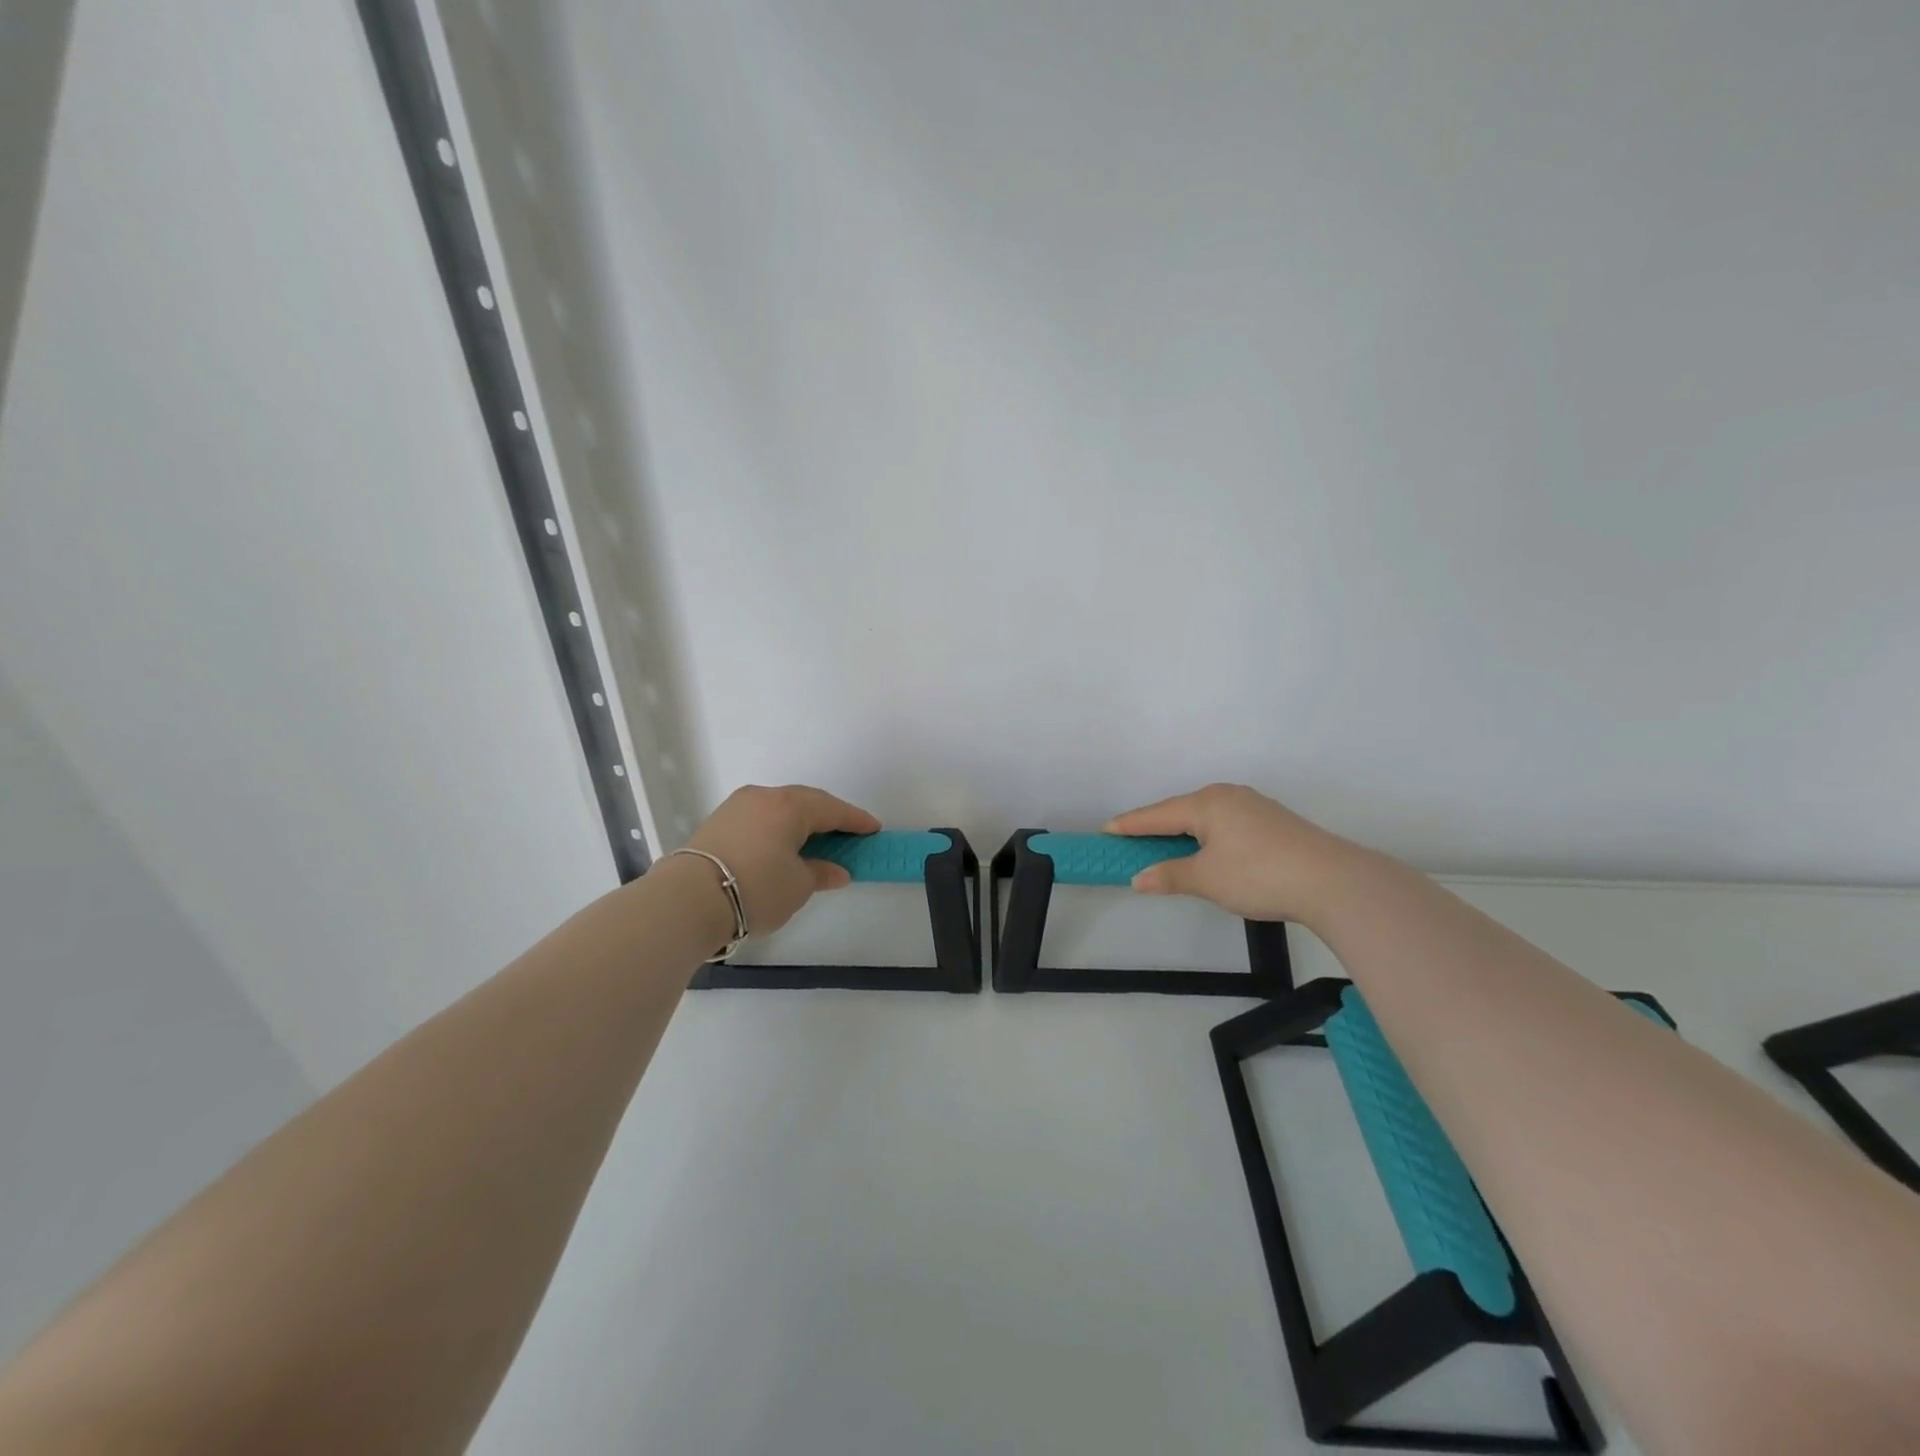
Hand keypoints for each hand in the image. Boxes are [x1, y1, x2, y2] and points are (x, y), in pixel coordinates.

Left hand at [684, 784, 880, 937]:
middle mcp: (764, 797)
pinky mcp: (718, 822)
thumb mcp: (797, 886)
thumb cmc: (756, 888)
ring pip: (779, 808)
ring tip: (815, 841)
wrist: (688, 899)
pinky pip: (760, 818)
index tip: (874, 829)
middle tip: (847, 835)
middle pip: (806, 803)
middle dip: (829, 818)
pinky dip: (777, 828)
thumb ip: (821, 873)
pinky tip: (782, 846)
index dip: (856, 820)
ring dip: (800, 823)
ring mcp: (737, 806)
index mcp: (791, 806)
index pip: (833, 810)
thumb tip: (836, 870)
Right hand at [1104, 783, 1364, 926]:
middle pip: (1180, 811)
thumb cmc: (1259, 875)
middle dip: (1155, 826)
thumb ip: (1169, 875)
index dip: (1130, 824)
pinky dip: (1206, 836)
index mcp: (1207, 803)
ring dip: (1182, 832)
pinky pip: (1225, 823)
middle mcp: (1228, 796)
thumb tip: (1139, 878)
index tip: (1106, 830)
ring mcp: (1254, 806)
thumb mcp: (1206, 879)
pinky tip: (1207, 851)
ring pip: (1205, 817)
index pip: (1157, 814)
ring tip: (1165, 848)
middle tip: (1131, 841)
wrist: (1333, 881)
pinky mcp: (1272, 822)